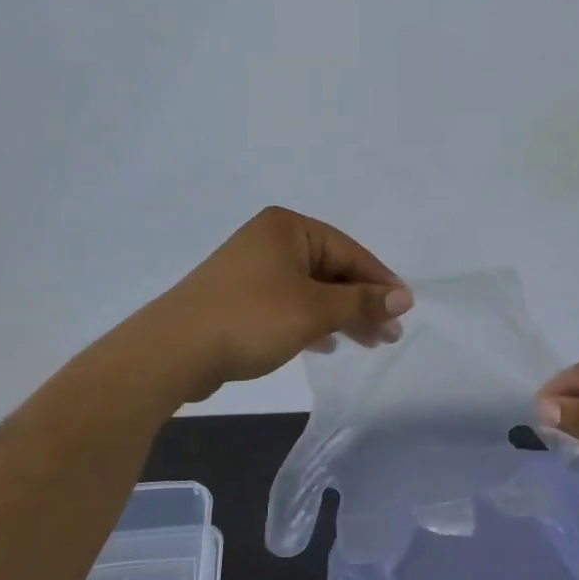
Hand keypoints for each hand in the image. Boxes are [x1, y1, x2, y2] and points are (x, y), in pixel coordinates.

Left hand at [145, 207, 409, 403]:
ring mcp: (252, 269)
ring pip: (311, 290)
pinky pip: (289, 304)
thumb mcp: (315, 310)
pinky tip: (327, 344)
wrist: (173, 351)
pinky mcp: (240, 298)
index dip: (380, 282)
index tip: (405, 310)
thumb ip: (361, 302)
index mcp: (288, 228)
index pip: (349, 251)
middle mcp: (270, 240)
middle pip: (331, 269)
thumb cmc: (251, 319)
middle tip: (390, 335)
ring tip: (369, 343)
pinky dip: (312, 321)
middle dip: (362, 303)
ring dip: (341, 315)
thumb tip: (404, 297)